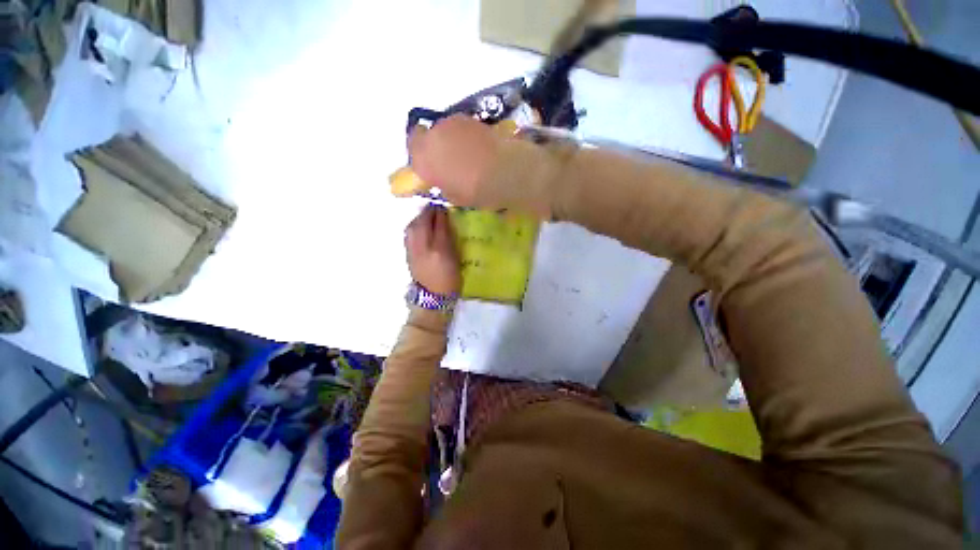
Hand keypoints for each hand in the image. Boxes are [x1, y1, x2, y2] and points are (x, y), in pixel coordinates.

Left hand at [405, 205, 459, 295]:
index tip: (446, 207)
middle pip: (422, 221)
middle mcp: (423, 246)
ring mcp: (412, 249)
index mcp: (440, 249)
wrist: (433, 297)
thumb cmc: (451, 279)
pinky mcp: (407, 253)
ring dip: (420, 217)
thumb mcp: (456, 259)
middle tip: (436, 208)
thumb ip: (450, 239)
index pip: (439, 223)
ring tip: (428, 215)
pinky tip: (419, 226)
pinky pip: (408, 233)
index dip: (442, 213)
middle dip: (429, 212)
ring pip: (413, 225)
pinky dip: (414, 226)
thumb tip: (446, 221)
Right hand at [408, 115, 499, 208]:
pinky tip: (476, 147)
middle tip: (446, 160)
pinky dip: (463, 135)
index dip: (419, 156)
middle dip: (433, 146)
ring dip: (449, 139)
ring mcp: (451, 124)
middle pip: (425, 135)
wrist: (503, 171)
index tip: (428, 165)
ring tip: (465, 154)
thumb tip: (443, 180)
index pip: (411, 150)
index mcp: (424, 159)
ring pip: (443, 129)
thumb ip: (443, 185)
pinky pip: (459, 126)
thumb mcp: (454, 197)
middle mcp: (432, 137)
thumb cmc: (476, 191)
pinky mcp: (469, 118)